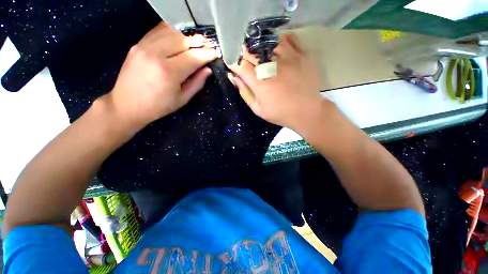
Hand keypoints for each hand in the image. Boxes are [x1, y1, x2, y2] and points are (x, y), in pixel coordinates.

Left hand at [106, 22, 217, 129]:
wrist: (126, 105)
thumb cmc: (158, 106)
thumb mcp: (182, 99)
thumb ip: (197, 83)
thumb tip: (207, 70)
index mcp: (169, 72)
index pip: (193, 57)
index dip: (207, 54)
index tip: (215, 53)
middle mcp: (156, 54)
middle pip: (183, 40)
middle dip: (198, 42)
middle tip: (208, 46)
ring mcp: (144, 47)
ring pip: (171, 32)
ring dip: (186, 37)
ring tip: (195, 43)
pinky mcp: (137, 45)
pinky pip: (157, 31)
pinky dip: (171, 32)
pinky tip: (178, 38)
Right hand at [229, 34, 329, 130]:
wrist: (306, 111)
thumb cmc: (280, 113)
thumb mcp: (258, 109)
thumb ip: (244, 93)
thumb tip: (234, 77)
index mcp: (260, 82)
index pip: (240, 64)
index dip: (234, 62)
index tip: (233, 65)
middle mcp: (272, 66)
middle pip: (251, 51)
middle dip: (244, 54)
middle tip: (246, 61)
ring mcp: (288, 58)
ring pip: (268, 42)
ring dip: (260, 46)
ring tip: (260, 54)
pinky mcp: (302, 55)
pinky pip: (289, 39)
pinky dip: (280, 40)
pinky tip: (277, 48)